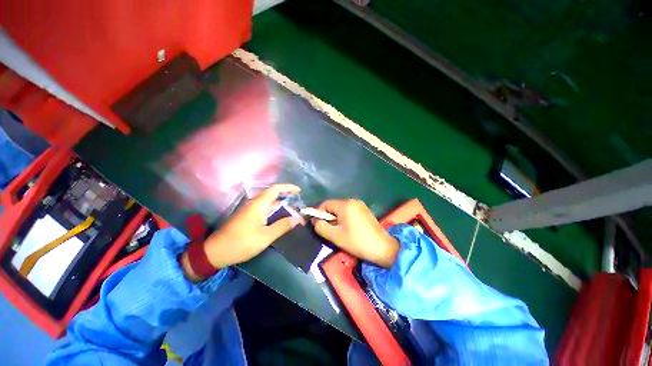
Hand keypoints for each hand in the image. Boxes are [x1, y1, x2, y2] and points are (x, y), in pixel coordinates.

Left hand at [181, 184, 303, 280]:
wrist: (216, 252)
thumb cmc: (242, 242)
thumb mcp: (266, 236)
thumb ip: (283, 226)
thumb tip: (297, 219)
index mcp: (259, 204)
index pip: (276, 188)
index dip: (288, 187)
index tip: (299, 191)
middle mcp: (255, 203)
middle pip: (273, 194)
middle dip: (287, 196)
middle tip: (299, 203)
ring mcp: (250, 209)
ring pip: (269, 202)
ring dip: (281, 204)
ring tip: (293, 210)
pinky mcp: (247, 216)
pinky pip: (264, 208)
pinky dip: (274, 210)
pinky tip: (280, 217)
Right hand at [312, 199, 398, 267]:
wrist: (382, 248)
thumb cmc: (357, 242)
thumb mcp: (335, 236)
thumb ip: (320, 227)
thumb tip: (315, 220)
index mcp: (345, 205)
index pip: (325, 204)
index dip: (318, 213)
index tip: (318, 225)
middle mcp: (353, 201)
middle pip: (333, 206)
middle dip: (328, 217)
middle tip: (329, 230)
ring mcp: (360, 205)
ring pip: (341, 209)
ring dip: (336, 218)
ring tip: (339, 231)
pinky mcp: (365, 210)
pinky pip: (349, 211)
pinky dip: (344, 218)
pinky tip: (348, 229)